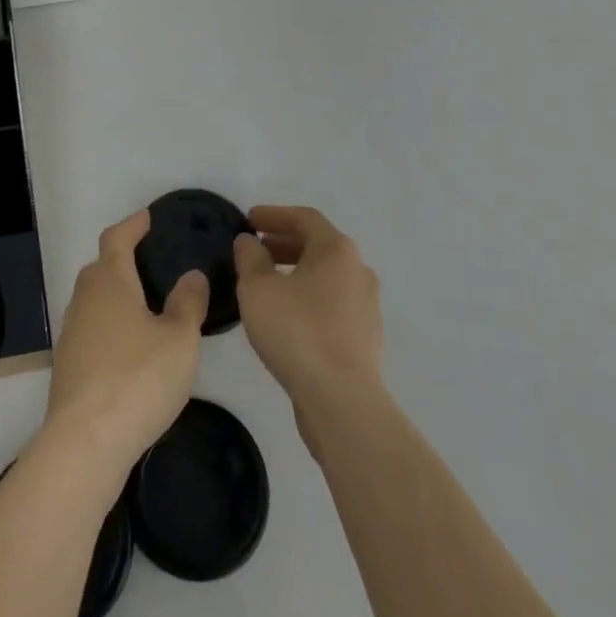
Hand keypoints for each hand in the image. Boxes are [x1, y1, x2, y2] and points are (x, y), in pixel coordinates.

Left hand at [45, 209, 208, 476]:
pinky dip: (109, 325)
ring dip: (115, 294)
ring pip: (94, 299)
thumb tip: (192, 275)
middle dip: (122, 258)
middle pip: (101, 266)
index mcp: (110, 280)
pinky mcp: (68, 364)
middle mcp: (85, 297)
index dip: (132, 225)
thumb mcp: (179, 339)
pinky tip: (128, 347)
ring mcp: (72, 331)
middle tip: (149, 262)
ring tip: (143, 305)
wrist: (85, 441)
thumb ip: (188, 303)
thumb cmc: (138, 378)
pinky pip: (91, 328)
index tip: (146, 217)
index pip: (117, 238)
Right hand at [234, 206, 382, 420]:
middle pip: (318, 245)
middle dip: (284, 243)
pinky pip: (332, 303)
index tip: (248, 219)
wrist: (341, 402)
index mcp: (336, 250)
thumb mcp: (258, 288)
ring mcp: (366, 306)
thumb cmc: (297, 331)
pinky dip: (308, 297)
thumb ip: (249, 257)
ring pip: (326, 276)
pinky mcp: (365, 338)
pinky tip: (286, 315)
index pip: (304, 217)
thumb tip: (250, 242)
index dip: (274, 214)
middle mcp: (358, 270)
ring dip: (296, 271)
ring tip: (266, 283)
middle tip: (255, 249)